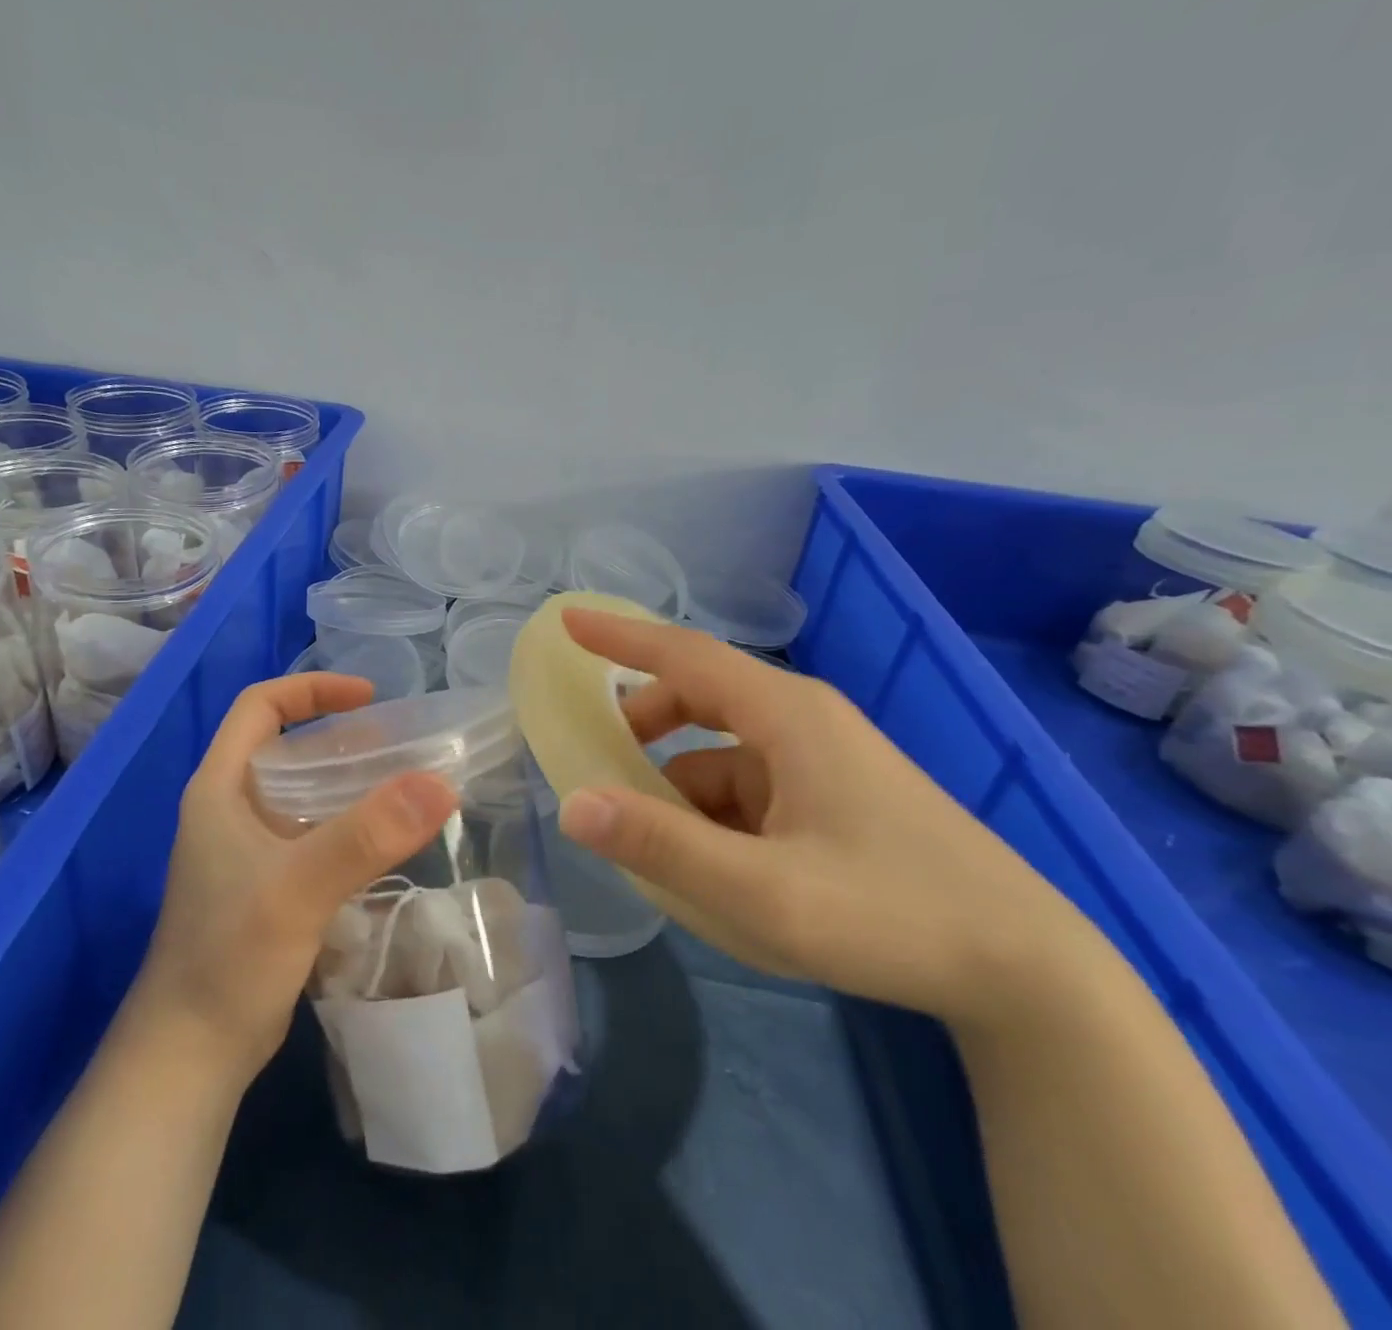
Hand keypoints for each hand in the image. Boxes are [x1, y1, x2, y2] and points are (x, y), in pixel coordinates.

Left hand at [131, 673, 457, 1081]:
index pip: (259, 706)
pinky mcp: (267, 886)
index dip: (312, 689)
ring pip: (303, 793)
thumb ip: (367, 835)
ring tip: (406, 785)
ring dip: (350, 783)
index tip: (369, 696)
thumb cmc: (230, 958)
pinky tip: (387, 841)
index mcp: (220, 789)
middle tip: (401, 744)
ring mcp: (248, 851)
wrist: (191, 1055)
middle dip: (341, 737)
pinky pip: (313, 835)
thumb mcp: (299, 888)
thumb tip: (440, 783)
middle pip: (287, 747)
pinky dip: (349, 826)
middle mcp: (231, 810)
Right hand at [555, 609, 1104, 1030]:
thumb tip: (572, 804)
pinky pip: (751, 786)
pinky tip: (711, 866)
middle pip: (699, 699)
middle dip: (643, 726)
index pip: (684, 655)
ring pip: (722, 752)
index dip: (620, 638)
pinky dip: (715, 813)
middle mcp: (803, 721)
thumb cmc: (891, 914)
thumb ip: (662, 846)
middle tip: (599, 765)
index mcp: (786, 716)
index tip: (568, 623)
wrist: (1027, 971)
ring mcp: (823, 759)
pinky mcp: (835, 796)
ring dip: (679, 786)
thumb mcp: (762, 893)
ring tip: (653, 842)